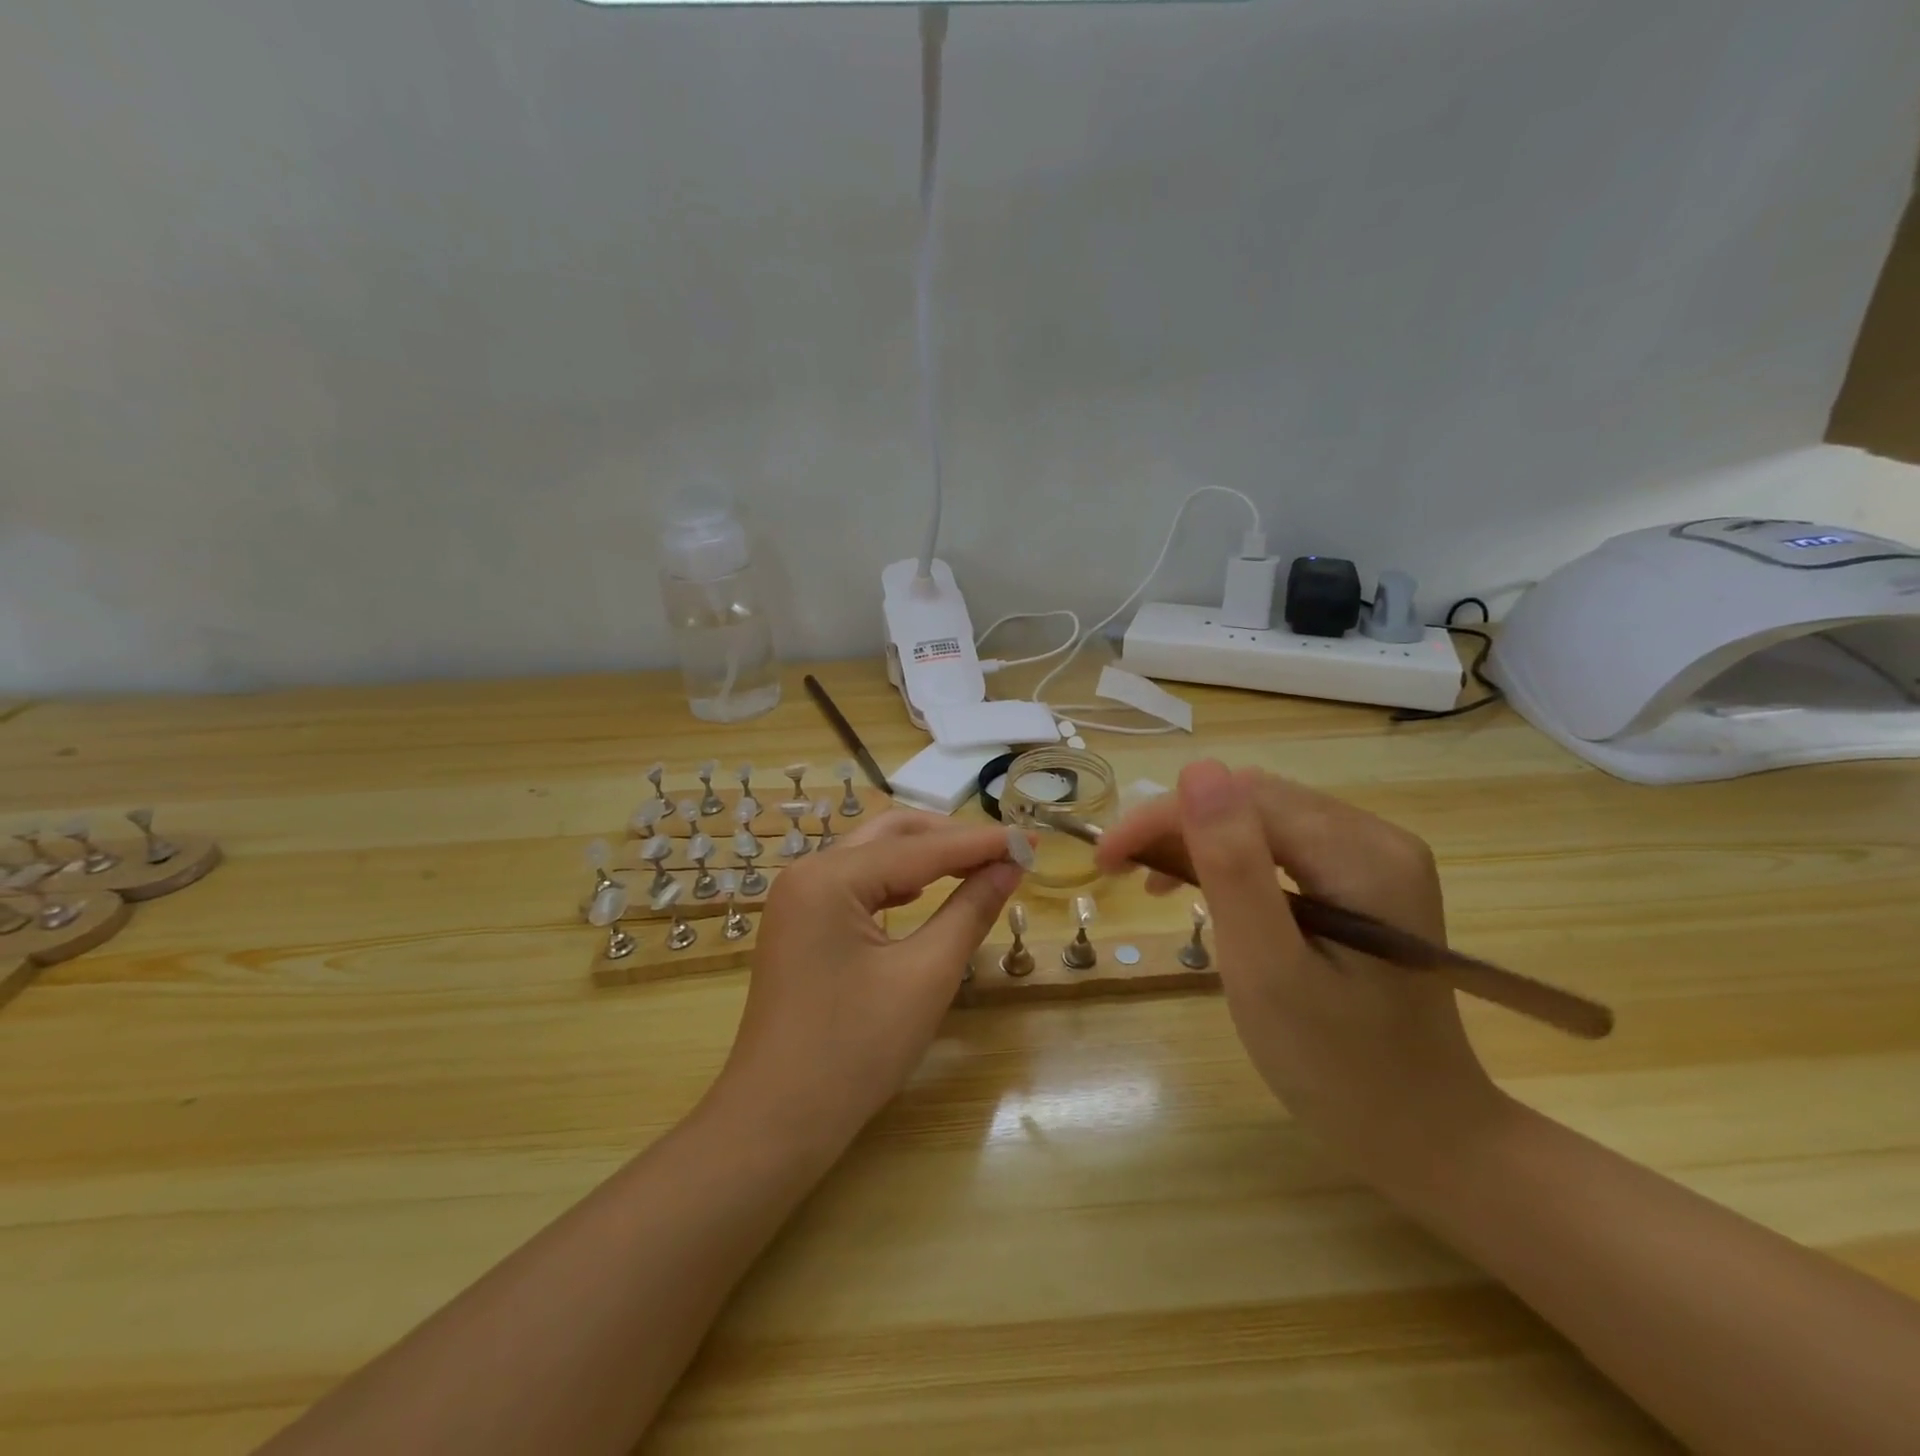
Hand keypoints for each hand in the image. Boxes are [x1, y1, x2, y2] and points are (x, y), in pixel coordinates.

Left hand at [707, 809, 1022, 1154]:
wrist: (776, 1124)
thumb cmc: (855, 1052)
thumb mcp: (925, 976)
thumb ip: (970, 910)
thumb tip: (1011, 865)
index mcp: (830, 877)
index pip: (921, 848)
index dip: (982, 843)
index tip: (1032, 839)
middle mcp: (807, 872)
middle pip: (892, 835)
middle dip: (951, 840)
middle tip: (1006, 852)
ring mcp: (798, 898)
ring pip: (874, 855)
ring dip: (926, 857)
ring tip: (978, 867)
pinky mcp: (800, 924)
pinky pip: (857, 884)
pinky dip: (898, 881)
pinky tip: (925, 892)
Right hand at [1096, 761, 1501, 1175]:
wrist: (1423, 1136)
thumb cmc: (1337, 1066)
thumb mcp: (1268, 968)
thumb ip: (1232, 866)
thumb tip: (1198, 768)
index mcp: (1363, 855)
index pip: (1243, 799)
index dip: (1164, 817)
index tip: (1105, 858)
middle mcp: (1377, 838)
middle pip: (1254, 802)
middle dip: (1178, 827)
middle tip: (1123, 872)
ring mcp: (1376, 859)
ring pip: (1262, 819)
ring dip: (1200, 842)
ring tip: (1155, 884)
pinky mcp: (1366, 882)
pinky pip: (1283, 847)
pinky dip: (1232, 861)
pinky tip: (1207, 891)